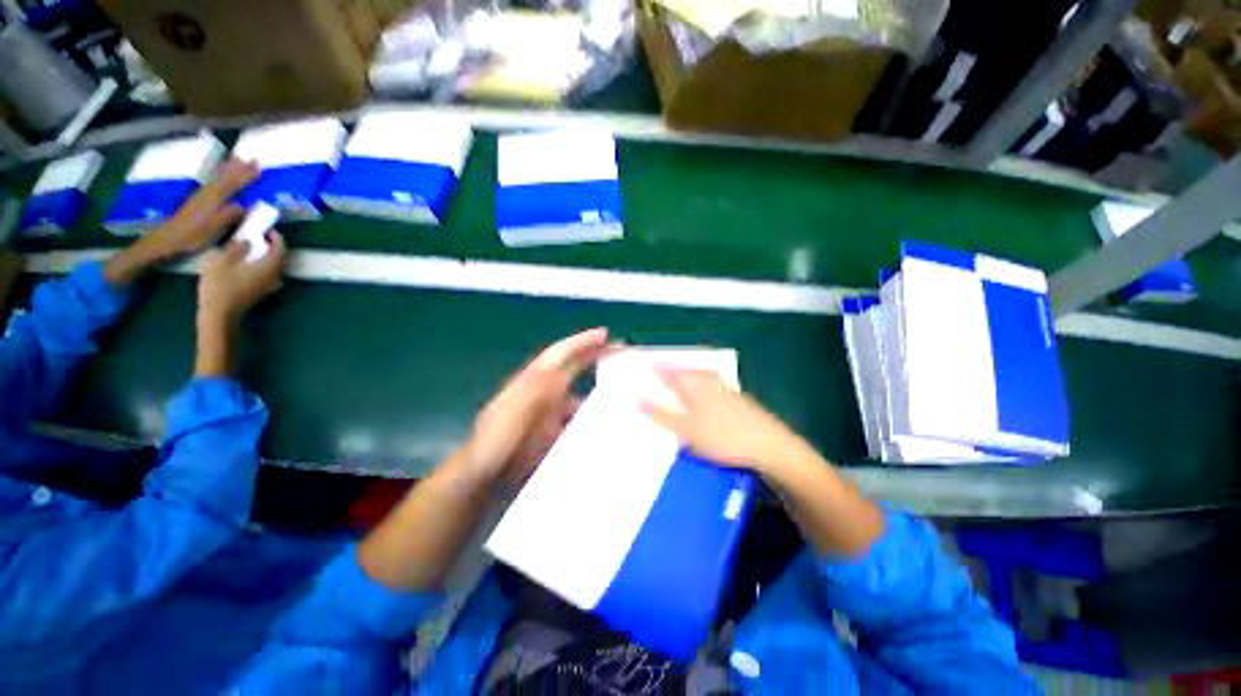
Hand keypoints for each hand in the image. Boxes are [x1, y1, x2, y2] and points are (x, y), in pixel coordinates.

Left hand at [137, 159, 259, 261]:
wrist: (165, 241)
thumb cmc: (190, 238)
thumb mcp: (211, 230)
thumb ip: (227, 216)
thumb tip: (243, 205)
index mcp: (213, 201)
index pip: (233, 184)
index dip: (246, 175)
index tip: (258, 166)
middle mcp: (207, 195)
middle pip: (225, 178)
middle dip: (238, 168)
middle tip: (251, 158)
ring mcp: (200, 197)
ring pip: (217, 179)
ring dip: (228, 169)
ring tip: (237, 161)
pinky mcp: (196, 202)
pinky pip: (212, 184)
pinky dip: (219, 178)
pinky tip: (221, 177)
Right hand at [197, 232, 286, 326]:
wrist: (220, 314)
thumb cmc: (220, 286)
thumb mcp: (223, 260)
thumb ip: (238, 247)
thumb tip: (248, 240)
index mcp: (270, 267)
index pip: (281, 249)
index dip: (276, 237)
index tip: (266, 229)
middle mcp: (275, 277)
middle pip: (280, 258)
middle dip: (272, 245)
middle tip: (260, 235)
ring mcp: (270, 286)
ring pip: (274, 266)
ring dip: (267, 255)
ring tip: (254, 246)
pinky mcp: (262, 292)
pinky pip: (268, 274)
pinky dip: (263, 264)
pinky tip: (250, 262)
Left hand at [458, 327, 615, 488]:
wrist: (484, 474)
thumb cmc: (495, 440)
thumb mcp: (512, 413)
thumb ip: (534, 392)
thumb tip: (561, 373)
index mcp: (534, 381)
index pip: (561, 354)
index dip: (582, 342)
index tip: (605, 335)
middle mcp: (545, 391)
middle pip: (574, 367)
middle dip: (596, 356)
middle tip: (624, 351)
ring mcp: (550, 411)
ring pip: (580, 396)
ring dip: (599, 394)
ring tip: (625, 395)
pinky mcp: (554, 430)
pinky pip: (578, 419)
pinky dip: (592, 420)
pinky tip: (608, 428)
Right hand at [641, 369, 802, 473]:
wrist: (770, 446)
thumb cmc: (724, 436)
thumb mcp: (686, 430)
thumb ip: (660, 414)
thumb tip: (636, 399)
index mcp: (692, 379)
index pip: (662, 369)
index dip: (647, 373)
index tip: (633, 380)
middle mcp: (705, 377)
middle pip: (676, 374)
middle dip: (660, 382)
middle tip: (645, 394)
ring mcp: (720, 386)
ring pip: (690, 382)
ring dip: (676, 390)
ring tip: (664, 404)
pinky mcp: (730, 397)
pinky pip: (702, 391)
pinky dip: (691, 397)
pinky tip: (690, 411)